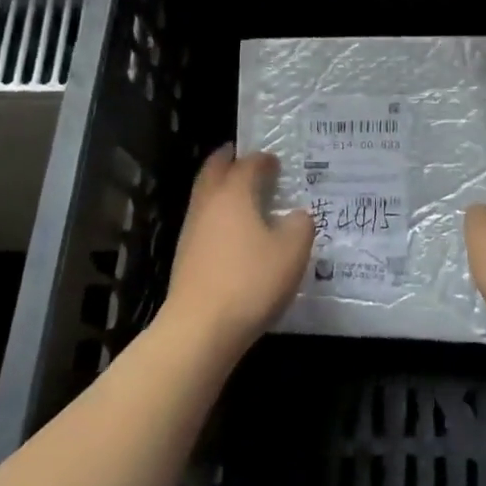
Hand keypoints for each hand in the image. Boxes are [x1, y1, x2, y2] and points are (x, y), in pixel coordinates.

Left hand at [160, 147, 312, 358]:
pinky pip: (204, 222)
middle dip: (228, 160)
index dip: (263, 159)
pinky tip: (234, 233)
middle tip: (243, 157)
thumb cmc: (250, 281)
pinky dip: (218, 216)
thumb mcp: (292, 251)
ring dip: (221, 188)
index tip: (276, 161)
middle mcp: (208, 204)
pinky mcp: (185, 258)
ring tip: (242, 194)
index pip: (248, 164)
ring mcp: (192, 231)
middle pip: (213, 170)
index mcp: (233, 193)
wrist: (200, 329)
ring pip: (205, 196)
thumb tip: (296, 216)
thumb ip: (300, 225)